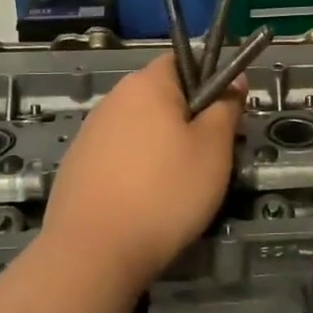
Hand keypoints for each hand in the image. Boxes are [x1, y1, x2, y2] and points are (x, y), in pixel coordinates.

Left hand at [41, 55, 243, 291]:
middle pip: (161, 96)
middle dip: (188, 119)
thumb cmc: (166, 192)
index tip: (225, 117)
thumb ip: (226, 107)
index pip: (183, 60)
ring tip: (179, 185)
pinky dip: (136, 168)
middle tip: (210, 157)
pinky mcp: (77, 165)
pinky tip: (145, 201)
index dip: (210, 81)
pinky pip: (119, 155)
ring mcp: (90, 132)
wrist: (93, 252)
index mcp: (147, 84)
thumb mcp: (214, 148)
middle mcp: (114, 98)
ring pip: (140, 128)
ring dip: (162, 146)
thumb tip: (235, 79)